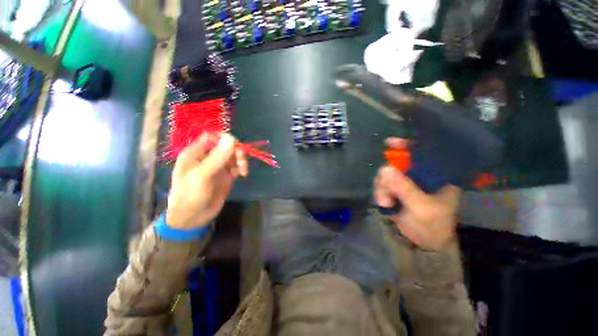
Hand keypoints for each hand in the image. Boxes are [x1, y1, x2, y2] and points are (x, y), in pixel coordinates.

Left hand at [166, 133, 247, 228]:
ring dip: (241, 160)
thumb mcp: (202, 176)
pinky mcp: (225, 175)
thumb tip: (231, 138)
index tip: (236, 146)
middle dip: (236, 151)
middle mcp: (207, 157)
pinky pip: (236, 166)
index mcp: (195, 153)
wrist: (193, 218)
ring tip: (243, 171)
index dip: (225, 138)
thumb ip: (217, 157)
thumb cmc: (190, 196)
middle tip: (242, 162)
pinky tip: (242, 175)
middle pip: (226, 145)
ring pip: (233, 155)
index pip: (212, 136)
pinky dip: (241, 167)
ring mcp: (217, 166)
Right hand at [374, 137, 459, 250]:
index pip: (421, 153)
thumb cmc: (431, 225)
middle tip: (386, 189)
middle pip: (396, 163)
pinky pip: (381, 185)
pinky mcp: (394, 191)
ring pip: (385, 175)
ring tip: (385, 201)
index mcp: (435, 175)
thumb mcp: (420, 207)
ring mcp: (405, 183)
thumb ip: (404, 188)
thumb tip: (384, 168)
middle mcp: (418, 175)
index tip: (389, 143)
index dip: (406, 146)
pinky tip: (384, 203)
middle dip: (387, 175)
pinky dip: (379, 193)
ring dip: (382, 187)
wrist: (422, 243)